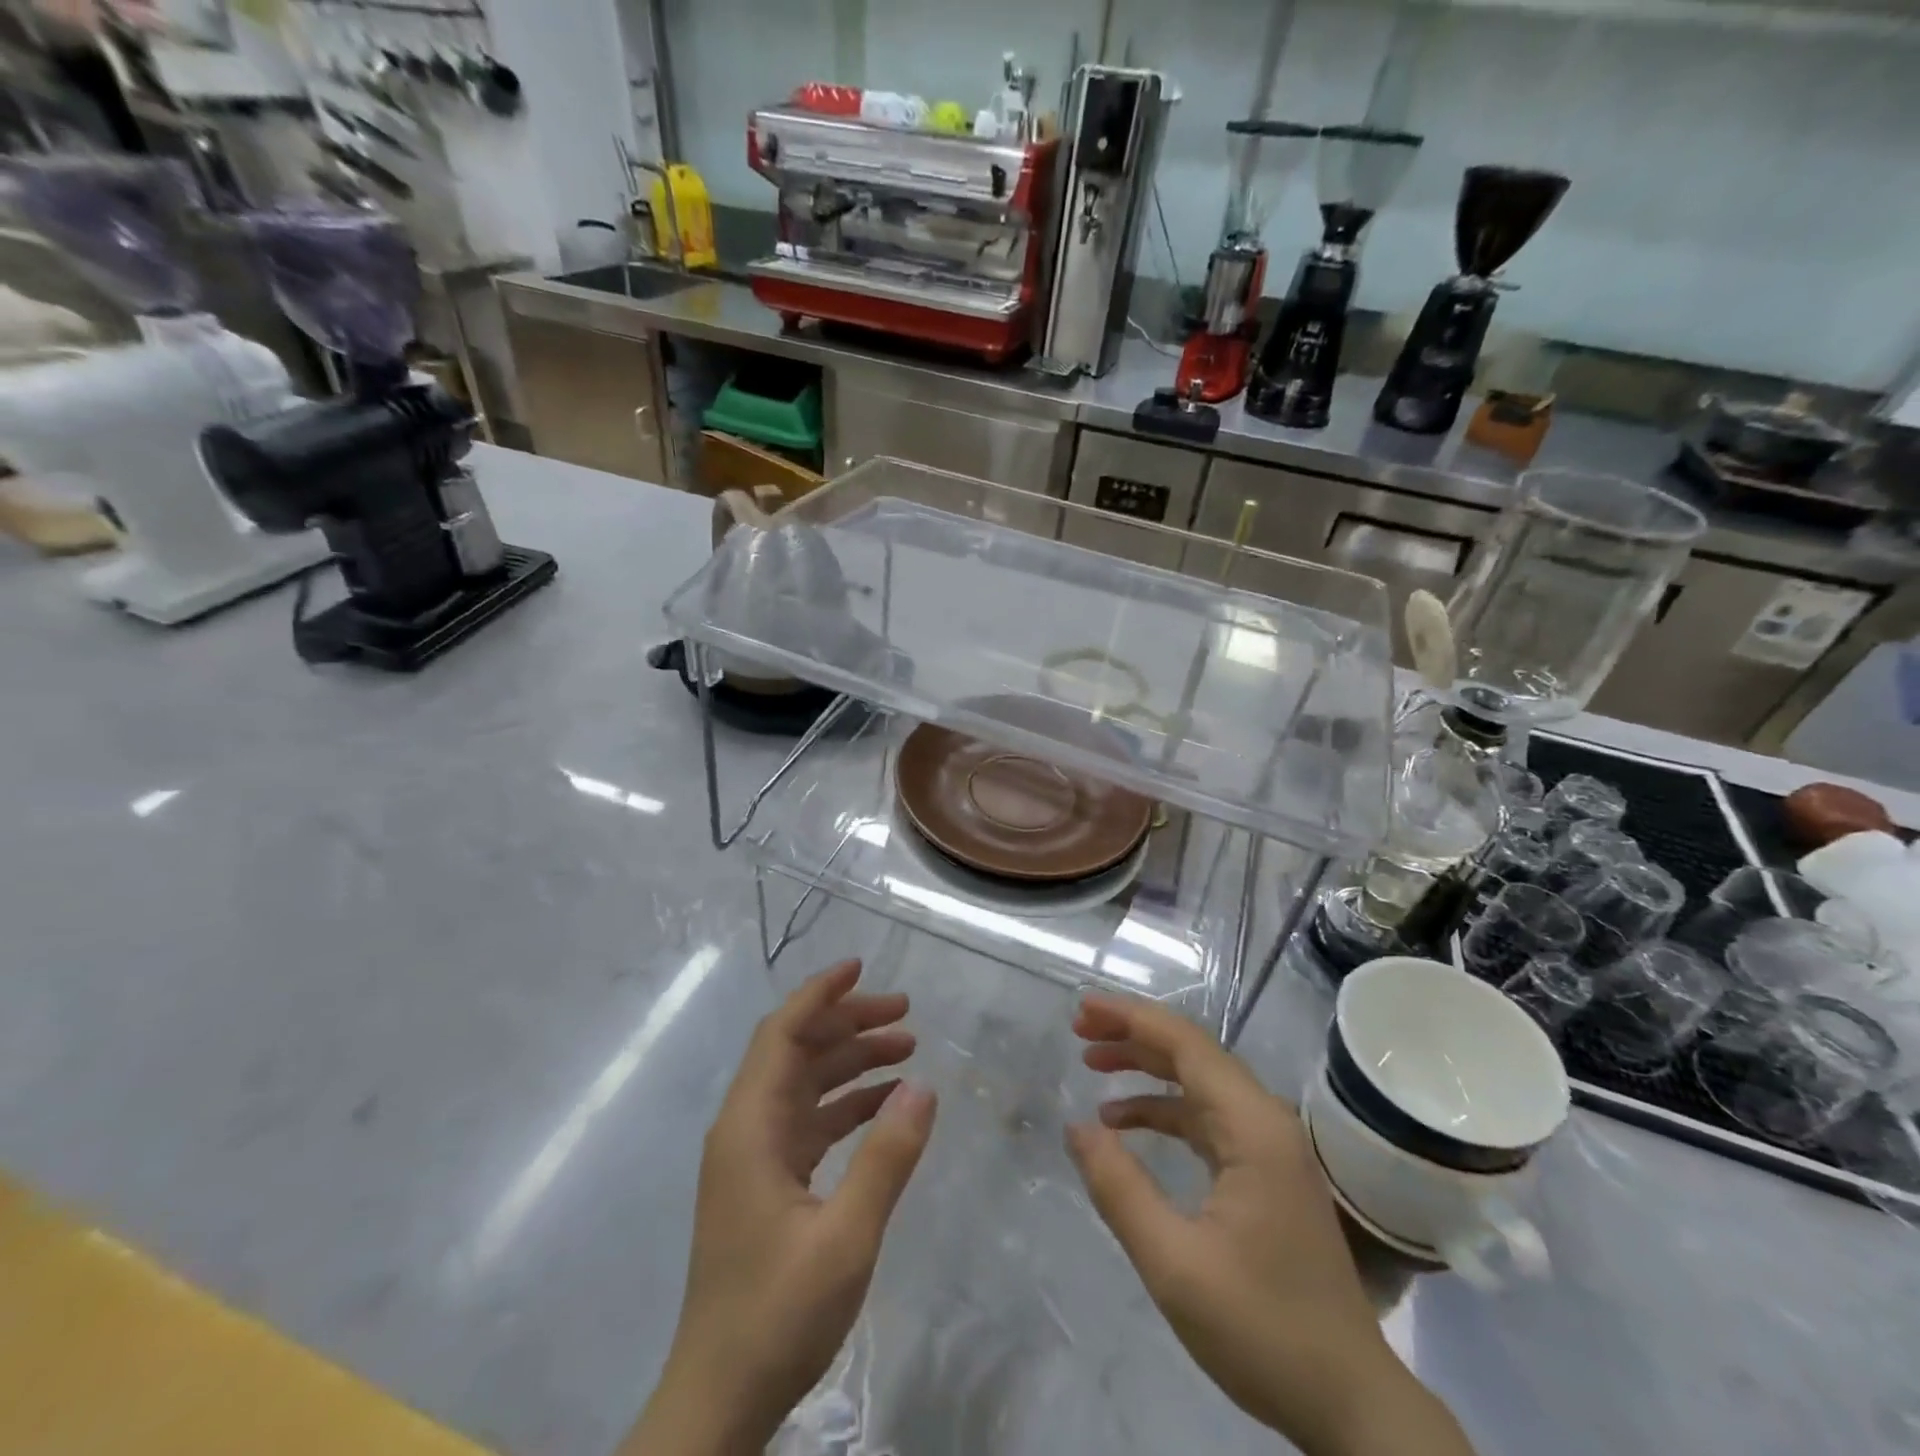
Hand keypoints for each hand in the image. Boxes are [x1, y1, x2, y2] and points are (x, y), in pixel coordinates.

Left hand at [625, 960, 937, 1455]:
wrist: (719, 1401)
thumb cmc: (777, 1315)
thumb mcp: (845, 1236)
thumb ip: (886, 1157)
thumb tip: (923, 1085)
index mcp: (749, 1127)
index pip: (782, 1033)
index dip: (819, 993)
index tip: (861, 966)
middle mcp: (746, 1129)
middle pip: (797, 1051)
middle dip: (849, 1023)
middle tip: (906, 1013)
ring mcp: (755, 1157)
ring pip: (805, 1084)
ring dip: (852, 1061)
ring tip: (907, 1048)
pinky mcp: (767, 1184)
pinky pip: (810, 1122)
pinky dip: (847, 1104)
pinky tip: (886, 1105)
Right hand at [1066, 996, 1472, 1455]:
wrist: (1350, 1404)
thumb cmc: (1263, 1330)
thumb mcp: (1174, 1264)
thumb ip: (1120, 1188)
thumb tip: (1077, 1127)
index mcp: (1253, 1127)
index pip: (1186, 1044)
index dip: (1131, 1018)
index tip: (1083, 1008)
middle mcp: (1265, 1121)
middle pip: (1192, 1054)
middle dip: (1133, 1034)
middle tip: (1079, 1029)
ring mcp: (1269, 1146)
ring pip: (1199, 1082)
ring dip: (1146, 1067)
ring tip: (1092, 1064)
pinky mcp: (1265, 1171)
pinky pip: (1207, 1118)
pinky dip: (1163, 1109)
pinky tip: (1125, 1123)